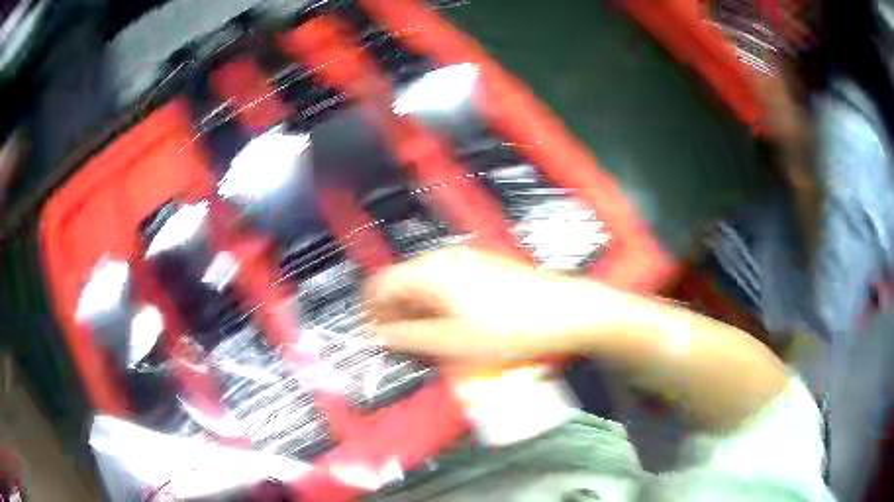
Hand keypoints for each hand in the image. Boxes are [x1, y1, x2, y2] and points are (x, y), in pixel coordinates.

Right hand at [364, 247, 612, 360]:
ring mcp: (466, 261)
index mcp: (431, 271)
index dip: (371, 312)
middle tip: (402, 344)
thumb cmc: (513, 327)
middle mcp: (445, 259)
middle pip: (402, 284)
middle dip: (396, 314)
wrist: (564, 312)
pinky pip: (445, 285)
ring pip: (424, 286)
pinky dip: (438, 306)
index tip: (374, 335)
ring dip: (417, 312)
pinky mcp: (482, 268)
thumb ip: (409, 338)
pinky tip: (452, 328)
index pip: (380, 285)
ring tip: (429, 341)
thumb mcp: (453, 342)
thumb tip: (380, 336)